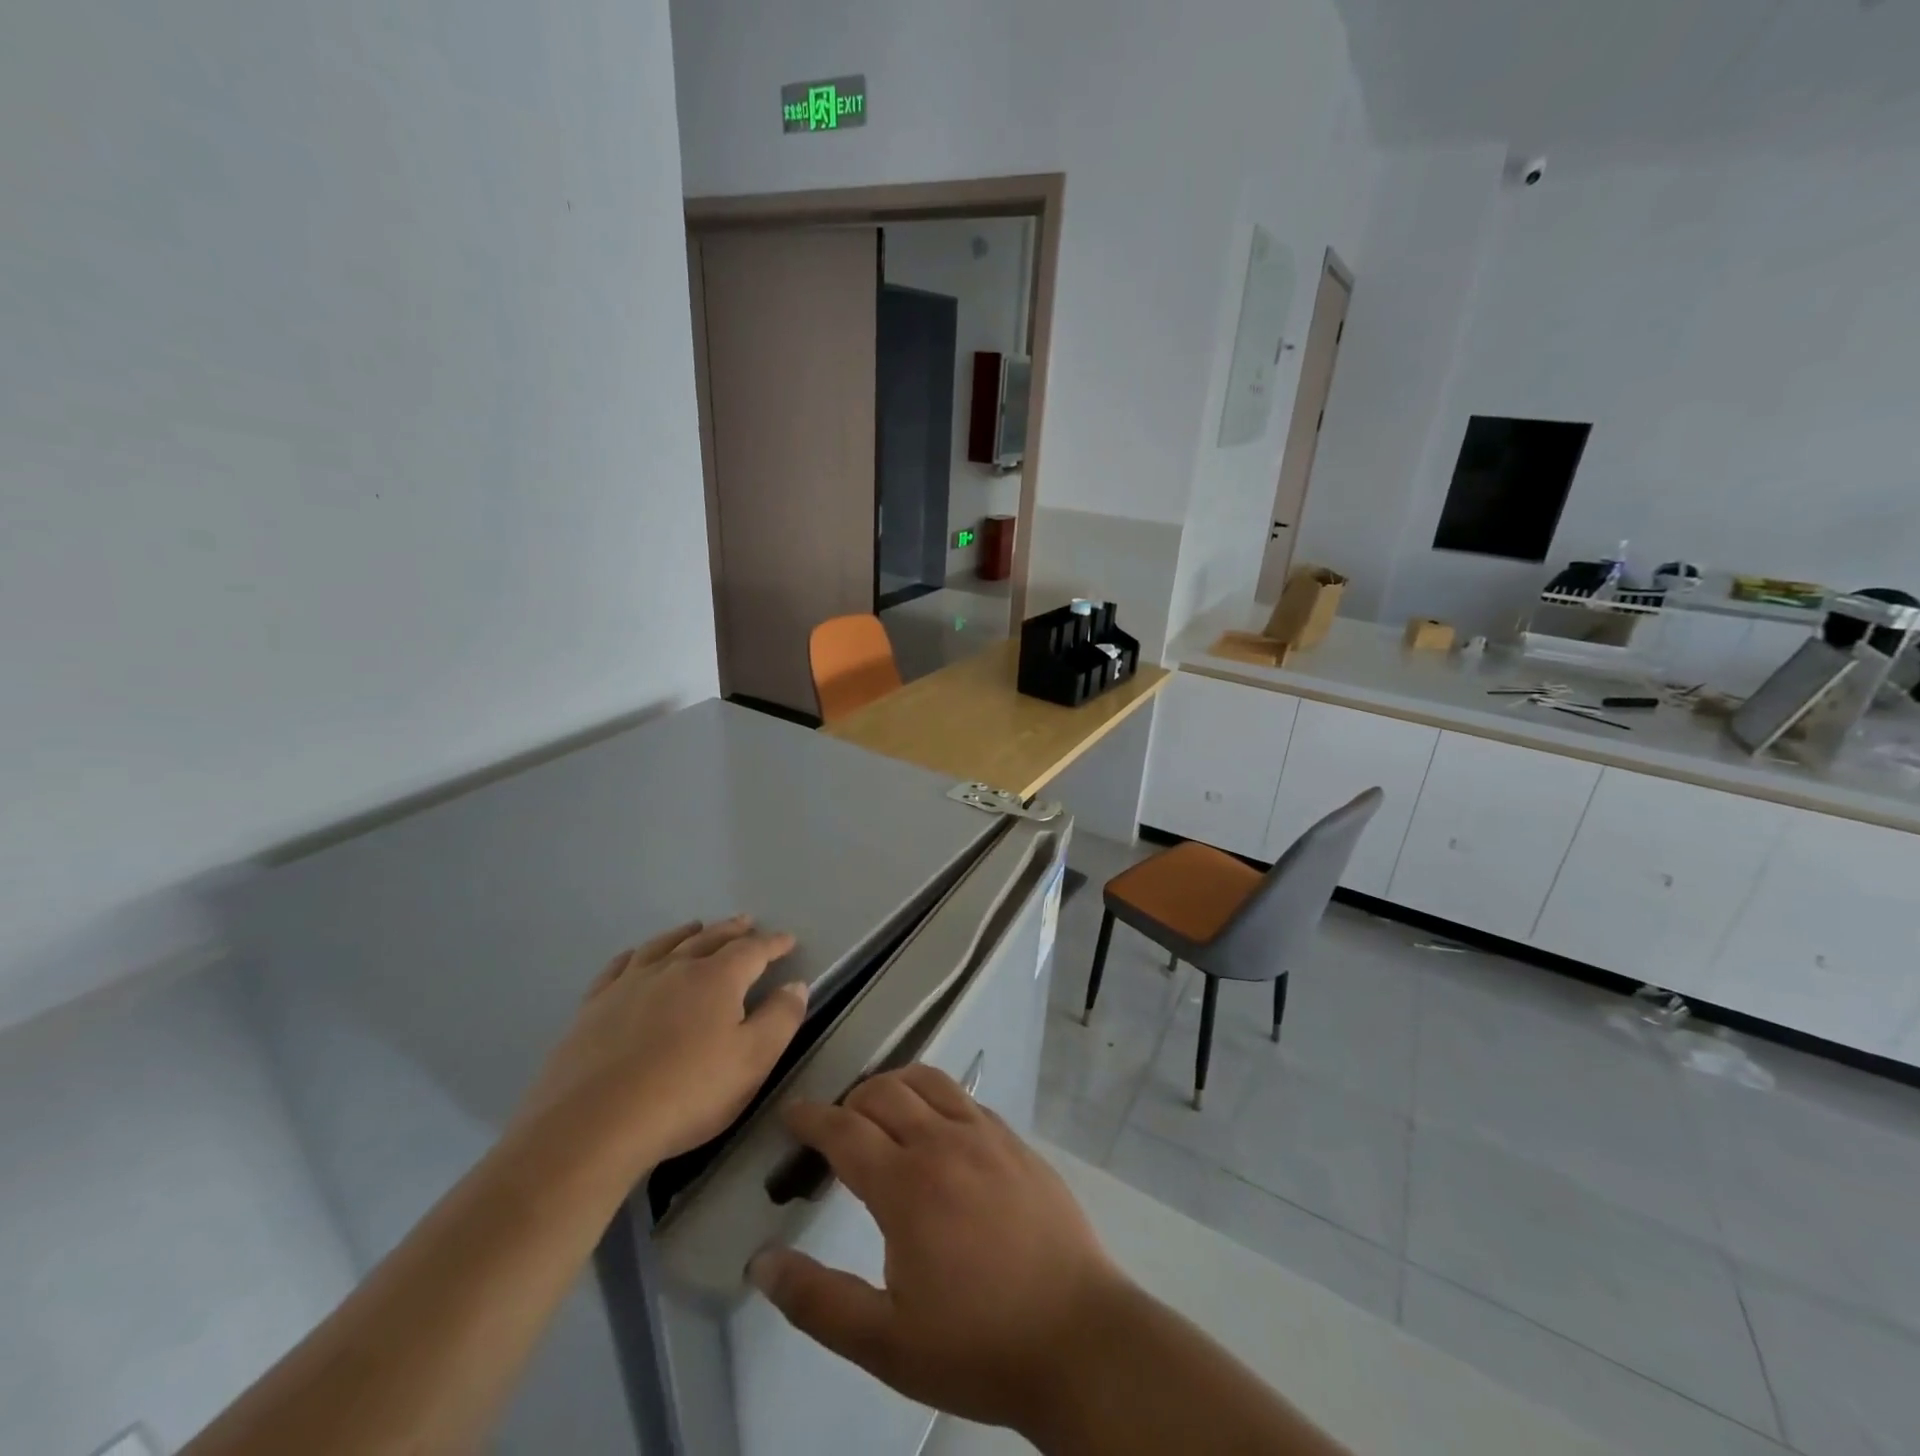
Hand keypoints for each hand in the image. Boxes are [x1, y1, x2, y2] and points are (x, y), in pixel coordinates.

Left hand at [512, 917, 807, 1180]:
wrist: (593, 1125)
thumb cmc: (686, 1092)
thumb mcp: (752, 1060)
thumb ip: (780, 1019)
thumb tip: (796, 985)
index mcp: (717, 978)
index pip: (753, 950)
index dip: (773, 944)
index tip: (787, 940)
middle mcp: (675, 968)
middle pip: (709, 939)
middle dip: (732, 930)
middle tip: (746, 922)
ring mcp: (630, 984)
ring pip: (664, 945)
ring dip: (686, 934)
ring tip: (697, 927)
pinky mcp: (594, 1006)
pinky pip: (619, 967)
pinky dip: (636, 954)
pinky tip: (636, 957)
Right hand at [748, 1065, 1130, 1436]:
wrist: (1078, 1338)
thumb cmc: (977, 1345)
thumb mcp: (886, 1342)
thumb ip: (818, 1301)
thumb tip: (762, 1263)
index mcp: (907, 1184)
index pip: (845, 1130)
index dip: (812, 1118)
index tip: (792, 1113)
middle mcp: (944, 1142)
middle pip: (884, 1091)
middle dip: (850, 1099)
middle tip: (835, 1126)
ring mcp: (987, 1135)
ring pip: (929, 1080)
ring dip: (895, 1084)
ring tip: (881, 1110)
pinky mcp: (1017, 1142)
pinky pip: (966, 1098)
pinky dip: (937, 1097)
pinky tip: (939, 1127)